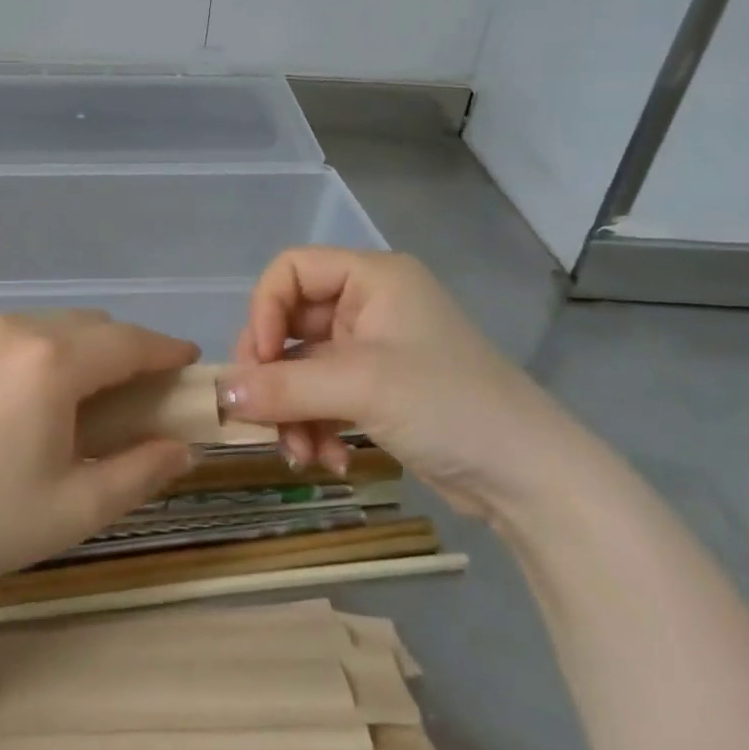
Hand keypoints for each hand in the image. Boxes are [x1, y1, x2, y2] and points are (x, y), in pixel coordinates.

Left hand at [0, 312, 198, 625]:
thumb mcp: (75, 508)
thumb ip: (141, 473)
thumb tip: (183, 448)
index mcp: (52, 362)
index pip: (129, 342)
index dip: (165, 351)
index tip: (189, 363)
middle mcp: (16, 328)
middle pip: (93, 326)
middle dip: (127, 350)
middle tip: (142, 392)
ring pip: (53, 324)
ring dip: (84, 348)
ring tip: (87, 395)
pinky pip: (15, 333)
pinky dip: (43, 350)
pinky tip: (32, 393)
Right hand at [217, 249, 596, 523]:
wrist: (531, 478)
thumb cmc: (448, 405)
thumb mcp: (359, 388)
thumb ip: (281, 386)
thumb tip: (217, 395)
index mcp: (372, 278)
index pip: (290, 271)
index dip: (264, 311)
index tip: (256, 362)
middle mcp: (369, 306)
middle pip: (289, 324)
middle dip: (274, 376)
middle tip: (261, 417)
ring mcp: (374, 350)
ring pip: (302, 368)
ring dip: (293, 412)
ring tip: (300, 455)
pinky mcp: (378, 391)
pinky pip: (323, 397)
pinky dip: (317, 427)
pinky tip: (329, 461)